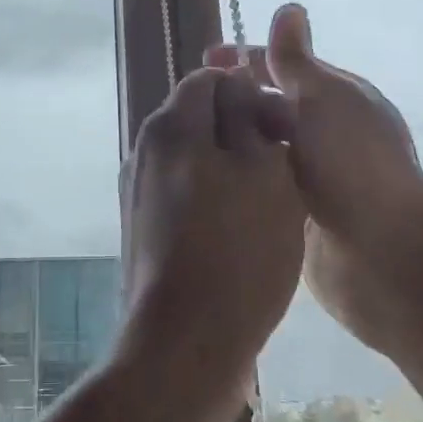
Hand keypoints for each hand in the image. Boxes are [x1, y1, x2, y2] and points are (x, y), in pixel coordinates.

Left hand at [118, 65, 305, 421]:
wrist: (185, 342)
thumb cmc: (237, 250)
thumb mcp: (262, 170)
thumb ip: (248, 116)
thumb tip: (236, 84)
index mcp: (170, 126)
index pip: (209, 78)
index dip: (251, 91)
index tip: (284, 125)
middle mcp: (144, 150)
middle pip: (198, 117)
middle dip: (242, 129)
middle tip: (284, 164)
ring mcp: (138, 192)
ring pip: (194, 157)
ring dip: (231, 166)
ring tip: (271, 200)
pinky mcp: (143, 229)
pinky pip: (184, 193)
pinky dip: (214, 197)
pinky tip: (242, 230)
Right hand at [211, 5, 422, 359]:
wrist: (381, 254)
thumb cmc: (353, 164)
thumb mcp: (323, 99)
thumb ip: (296, 59)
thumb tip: (289, 6)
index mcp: (340, 98)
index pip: (286, 66)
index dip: (246, 59)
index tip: (205, 60)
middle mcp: (328, 132)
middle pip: (272, 104)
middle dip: (234, 99)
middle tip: (187, 105)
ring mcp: (314, 173)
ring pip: (263, 144)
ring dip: (234, 137)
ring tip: (187, 138)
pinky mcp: (299, 210)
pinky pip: (261, 180)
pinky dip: (239, 172)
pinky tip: (207, 173)